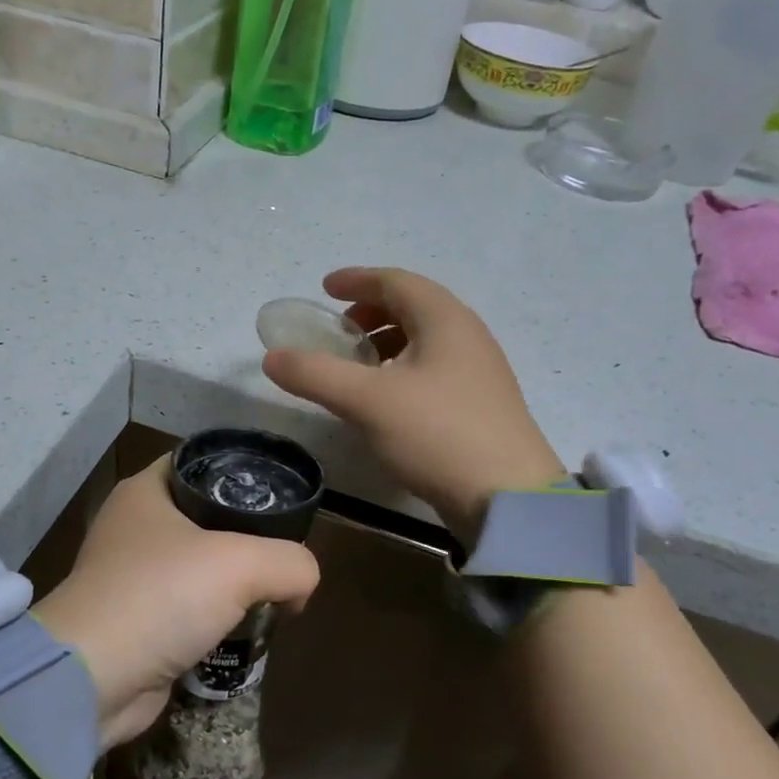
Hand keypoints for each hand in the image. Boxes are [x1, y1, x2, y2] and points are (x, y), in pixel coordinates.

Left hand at [32, 457, 319, 748]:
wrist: (93, 680)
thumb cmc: (161, 597)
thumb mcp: (242, 564)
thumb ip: (291, 563)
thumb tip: (300, 587)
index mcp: (146, 492)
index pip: (202, 462)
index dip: (244, 472)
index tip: (282, 494)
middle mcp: (135, 526)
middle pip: (207, 515)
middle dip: (248, 534)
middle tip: (285, 549)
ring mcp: (133, 575)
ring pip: (200, 564)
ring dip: (234, 581)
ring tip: (273, 592)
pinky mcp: (137, 620)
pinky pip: (189, 607)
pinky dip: (216, 616)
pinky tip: (245, 628)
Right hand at [263, 267, 563, 539]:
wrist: (507, 497)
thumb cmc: (437, 434)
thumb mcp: (367, 401)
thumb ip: (315, 374)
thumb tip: (271, 357)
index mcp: (444, 319)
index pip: (395, 281)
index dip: (357, 280)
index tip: (325, 288)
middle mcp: (467, 334)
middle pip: (413, 306)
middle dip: (371, 311)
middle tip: (338, 330)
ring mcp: (479, 369)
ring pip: (425, 338)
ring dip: (387, 341)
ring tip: (357, 365)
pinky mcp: (481, 402)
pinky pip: (435, 366)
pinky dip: (403, 367)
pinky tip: (387, 398)